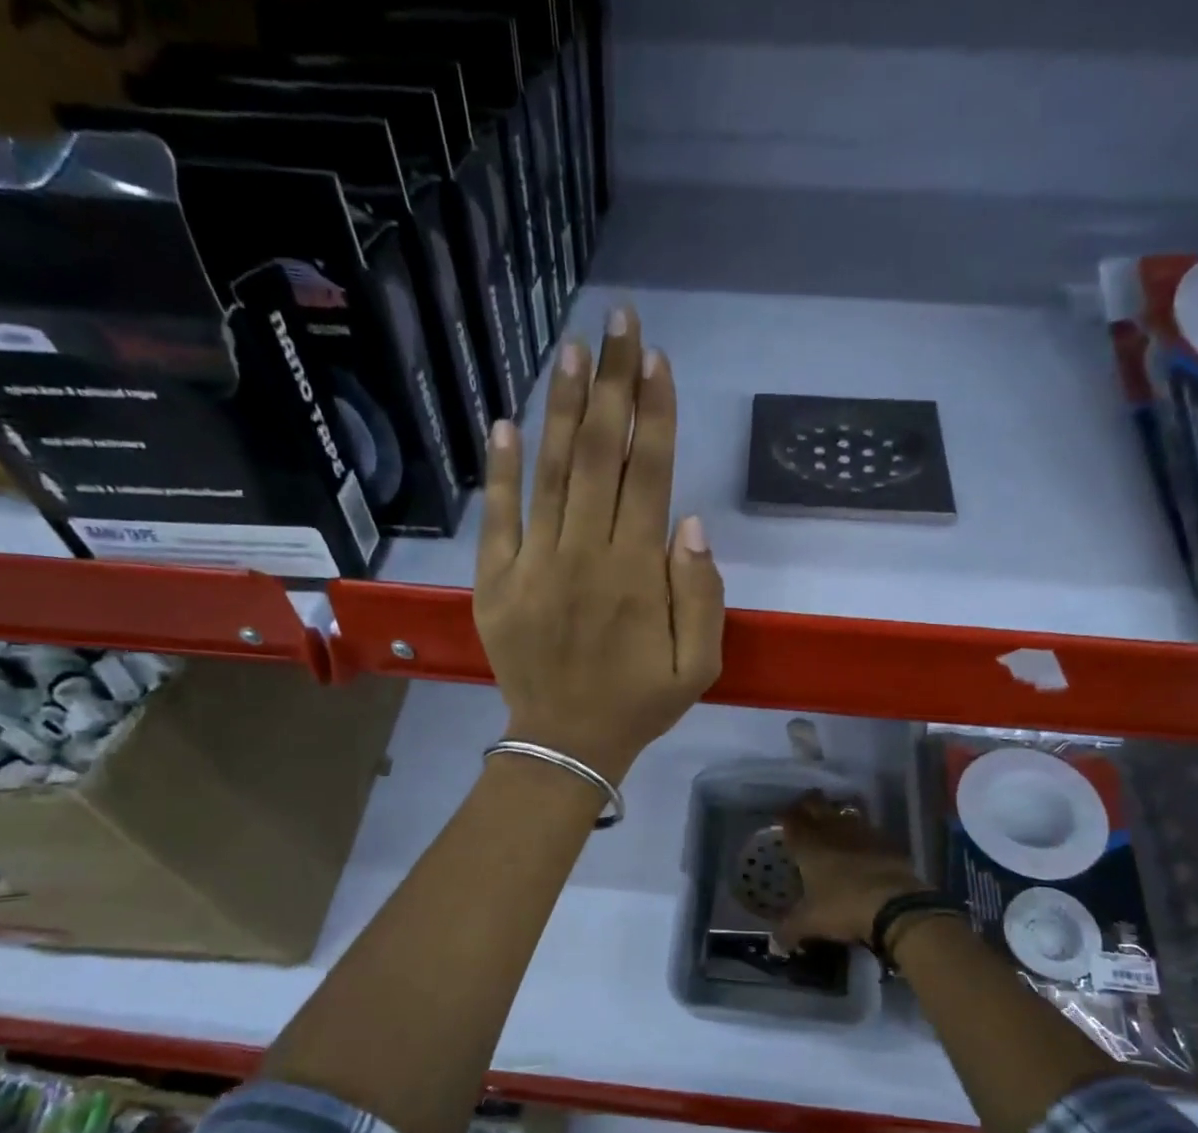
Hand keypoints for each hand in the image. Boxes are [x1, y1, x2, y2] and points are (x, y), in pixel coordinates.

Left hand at [474, 305, 724, 782]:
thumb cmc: (639, 703)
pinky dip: (498, 470)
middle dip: (611, 384)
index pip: (647, 475)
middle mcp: (583, 556)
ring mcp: (533, 566)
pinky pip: (496, 518)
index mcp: (636, 575)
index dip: (653, 414)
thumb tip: (692, 522)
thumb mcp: (698, 665)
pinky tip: (503, 422)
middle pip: (598, 456)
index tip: (655, 359)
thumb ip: (702, 595)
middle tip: (616, 322)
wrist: (564, 743)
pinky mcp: (495, 583)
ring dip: (560, 408)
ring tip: (570, 350)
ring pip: (548, 473)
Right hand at [775, 792, 928, 945]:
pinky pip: (869, 830)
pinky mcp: (887, 842)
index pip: (792, 820)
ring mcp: (863, 833)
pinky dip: (862, 833)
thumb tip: (774, 943)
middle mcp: (833, 831)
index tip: (782, 817)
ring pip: (844, 813)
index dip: (786, 816)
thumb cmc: (843, 908)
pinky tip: (862, 844)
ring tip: (832, 823)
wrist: (896, 906)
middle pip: (817, 806)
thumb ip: (789, 929)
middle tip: (804, 810)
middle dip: (808, 805)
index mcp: (809, 845)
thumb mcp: (810, 923)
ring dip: (836, 815)